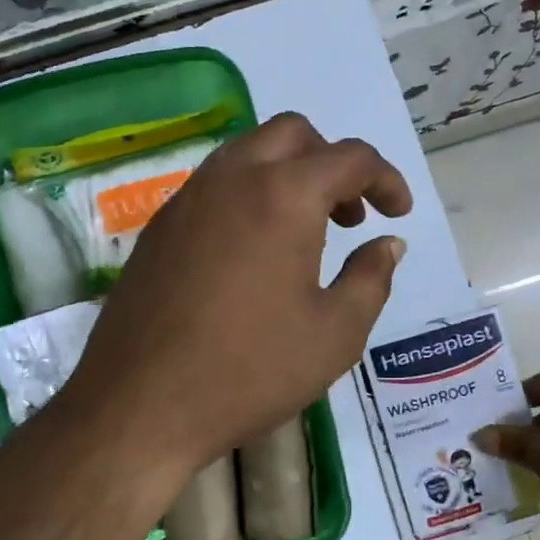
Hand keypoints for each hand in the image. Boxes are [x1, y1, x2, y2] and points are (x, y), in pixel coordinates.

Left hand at [65, 112, 411, 477]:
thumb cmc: (251, 371)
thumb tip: (388, 244)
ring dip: (288, 175)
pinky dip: (248, 196)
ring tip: (305, 234)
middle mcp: (232, 179)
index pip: (349, 158)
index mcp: (283, 196)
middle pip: (293, 135)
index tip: (398, 214)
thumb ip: (371, 279)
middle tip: (349, 216)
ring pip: (247, 153)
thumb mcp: (335, 334)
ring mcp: (187, 199)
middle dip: (333, 163)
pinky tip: (254, 254)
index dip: (385, 179)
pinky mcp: (159, 228)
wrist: (142, 404)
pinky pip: (214, 186)